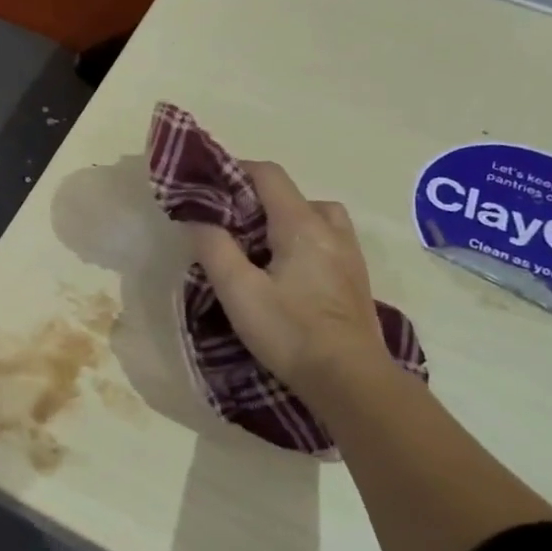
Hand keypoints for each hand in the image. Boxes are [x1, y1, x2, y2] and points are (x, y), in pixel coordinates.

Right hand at [187, 160, 387, 392]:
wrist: (350, 380)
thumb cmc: (290, 332)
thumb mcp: (238, 291)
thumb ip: (214, 248)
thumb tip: (196, 216)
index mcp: (302, 224)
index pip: (269, 175)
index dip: (235, 171)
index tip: (206, 186)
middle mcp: (331, 229)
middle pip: (292, 194)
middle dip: (256, 199)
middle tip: (226, 224)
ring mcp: (349, 254)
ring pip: (314, 217)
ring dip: (283, 220)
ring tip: (258, 247)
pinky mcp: (354, 279)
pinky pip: (326, 240)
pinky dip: (301, 240)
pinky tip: (285, 271)